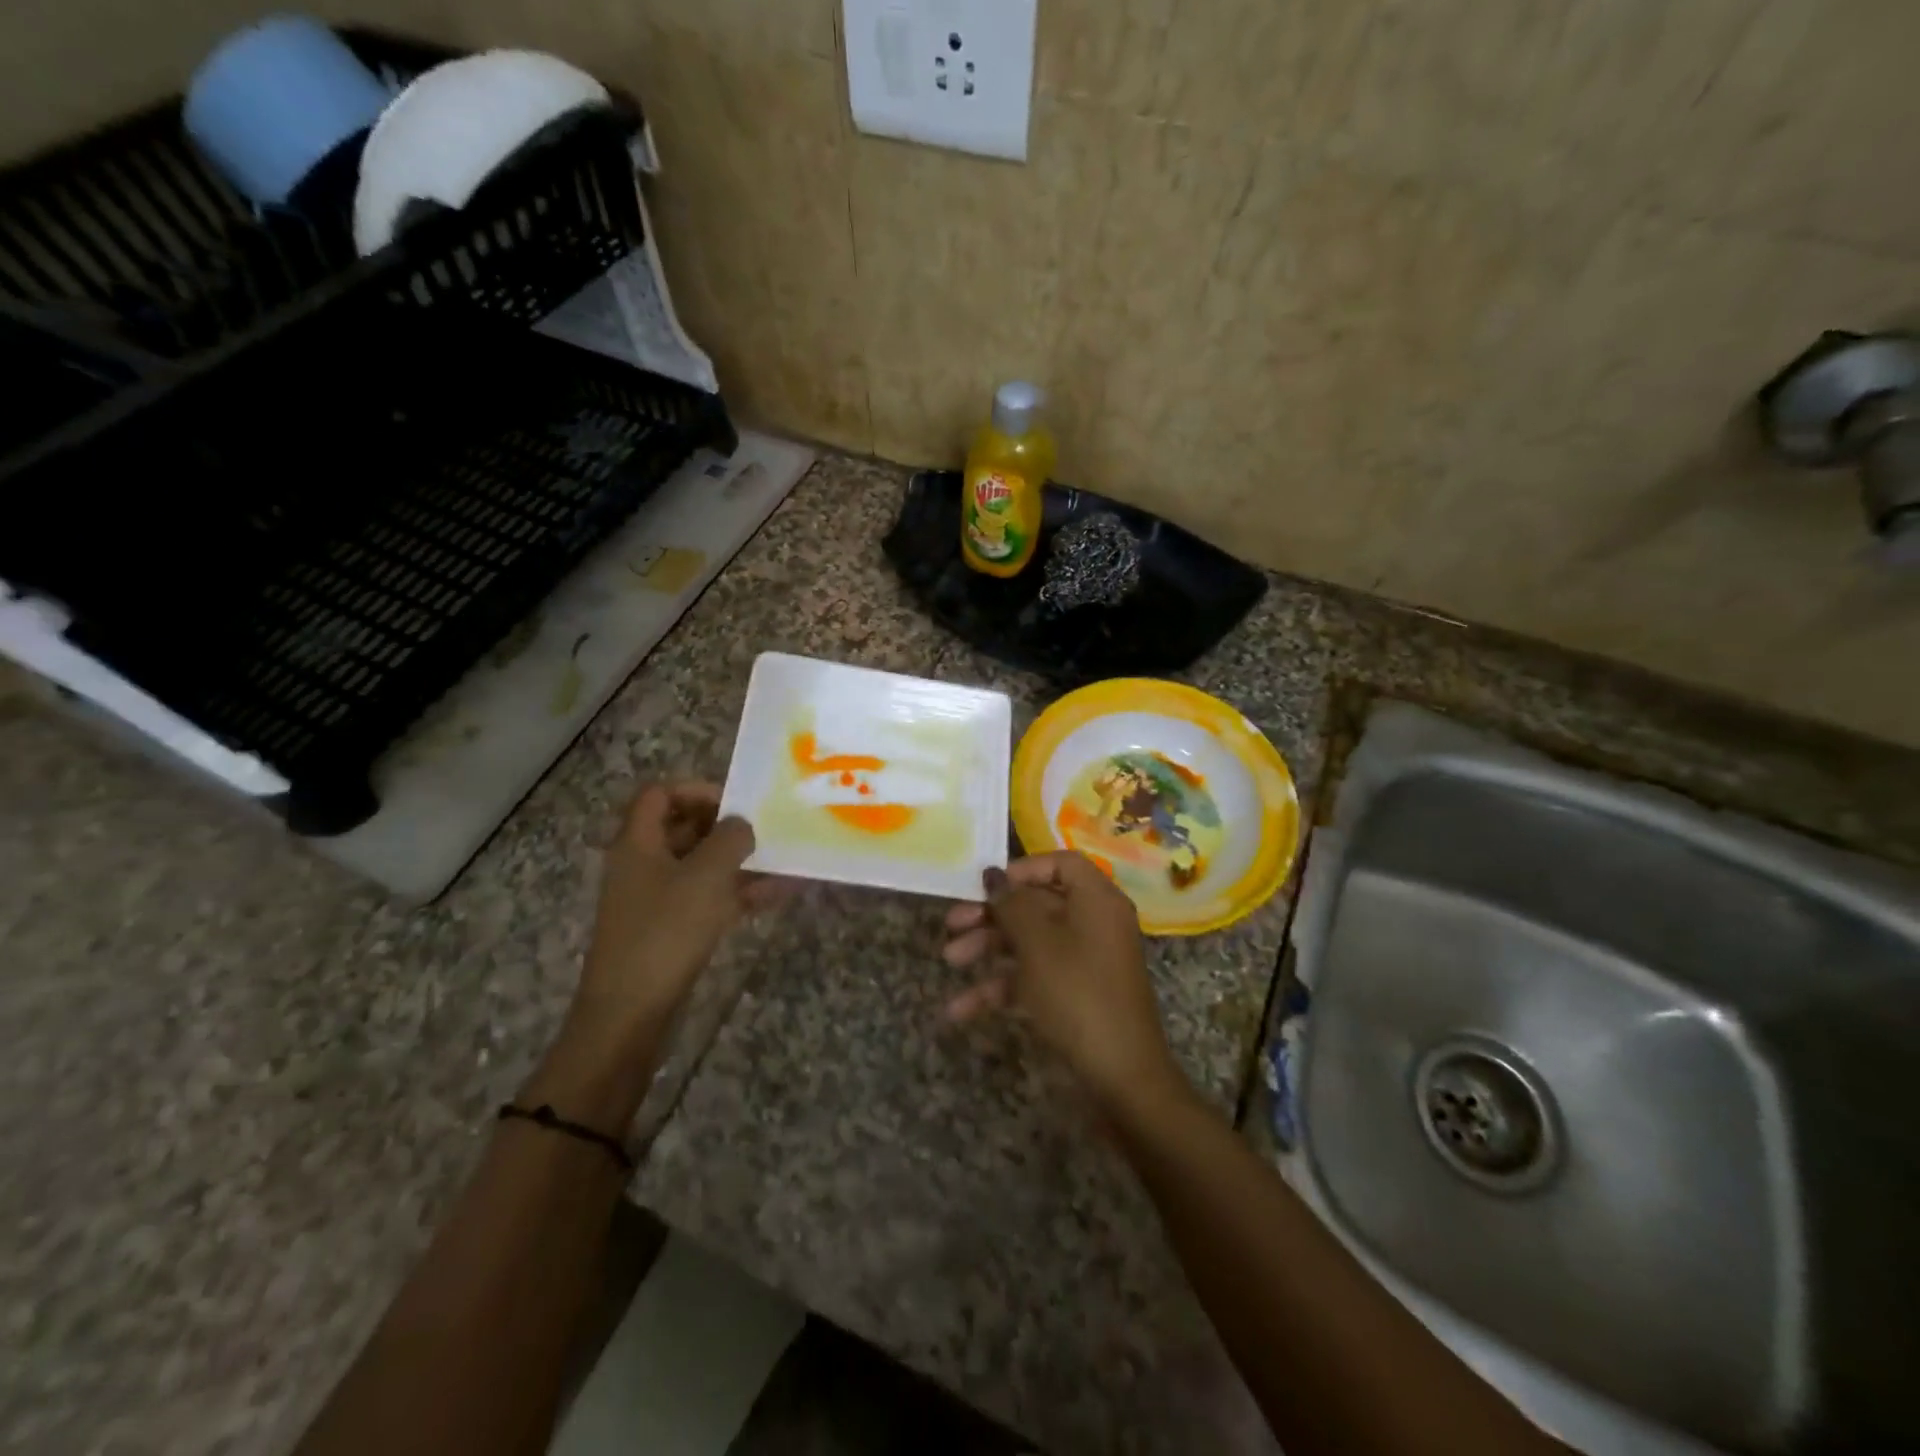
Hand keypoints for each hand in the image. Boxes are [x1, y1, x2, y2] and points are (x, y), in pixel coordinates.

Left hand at [575, 783, 788, 1035]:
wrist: (630, 1012)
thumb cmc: (666, 931)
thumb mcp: (706, 876)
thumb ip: (731, 839)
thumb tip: (742, 824)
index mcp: (638, 842)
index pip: (660, 794)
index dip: (697, 790)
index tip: (735, 804)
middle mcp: (643, 864)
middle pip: (682, 827)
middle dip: (725, 826)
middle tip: (763, 830)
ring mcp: (656, 899)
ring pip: (700, 865)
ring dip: (738, 861)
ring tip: (782, 859)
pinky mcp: (670, 929)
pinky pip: (707, 897)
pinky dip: (738, 892)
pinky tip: (779, 893)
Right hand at [942, 852, 1185, 1113]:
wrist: (1120, 1075)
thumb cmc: (1077, 993)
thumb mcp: (1038, 943)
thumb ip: (1011, 903)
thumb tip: (993, 873)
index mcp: (1096, 900)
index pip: (1060, 863)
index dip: (1022, 870)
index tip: (987, 885)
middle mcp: (1094, 924)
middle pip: (1038, 904)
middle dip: (992, 914)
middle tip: (952, 924)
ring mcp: (1085, 961)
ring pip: (1031, 942)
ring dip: (989, 949)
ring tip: (950, 961)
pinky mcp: (1075, 995)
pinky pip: (1034, 978)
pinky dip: (1002, 987)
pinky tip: (962, 1008)